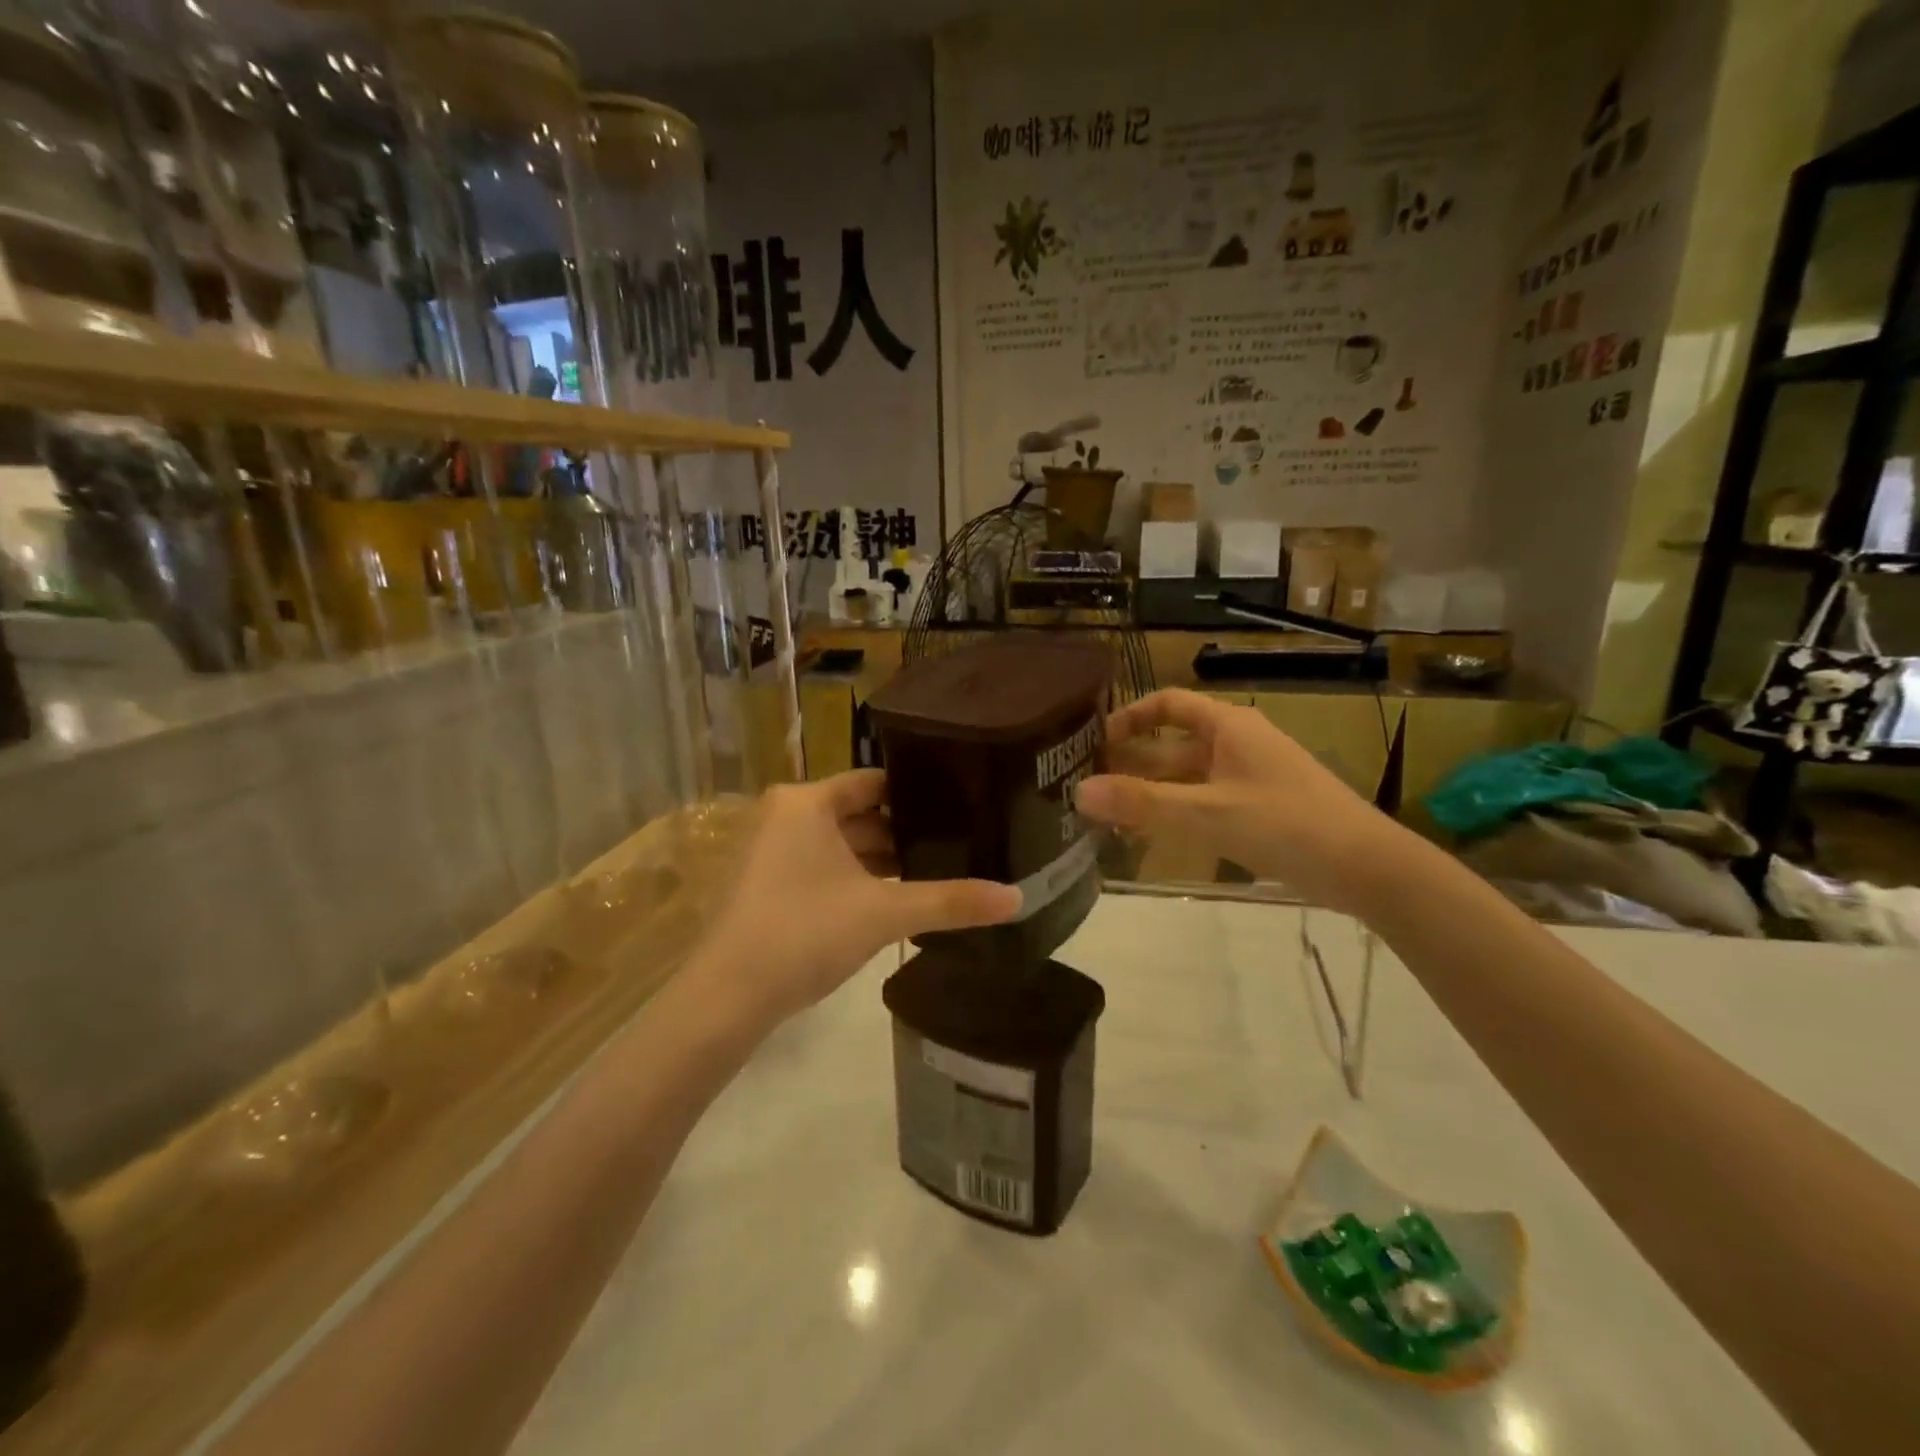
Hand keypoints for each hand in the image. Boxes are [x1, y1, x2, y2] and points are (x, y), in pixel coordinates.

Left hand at [694, 773, 1020, 1027]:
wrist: (727, 997)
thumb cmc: (805, 931)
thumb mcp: (884, 913)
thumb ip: (950, 901)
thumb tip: (1017, 898)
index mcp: (806, 802)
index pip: (874, 781)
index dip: (917, 792)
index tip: (960, 803)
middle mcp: (785, 816)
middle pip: (859, 814)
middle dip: (904, 832)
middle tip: (960, 841)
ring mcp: (772, 852)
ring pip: (842, 844)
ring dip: (882, 860)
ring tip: (938, 869)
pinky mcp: (768, 886)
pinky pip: (825, 868)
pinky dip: (857, 879)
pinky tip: (896, 899)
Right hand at [1075, 689, 1400, 913]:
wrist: (1368, 867)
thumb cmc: (1287, 824)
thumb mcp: (1208, 813)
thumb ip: (1142, 803)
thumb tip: (1078, 792)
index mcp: (1227, 726)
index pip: (1167, 704)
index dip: (1129, 717)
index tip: (1094, 742)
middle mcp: (1236, 743)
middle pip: (1171, 744)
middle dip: (1131, 764)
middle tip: (1088, 789)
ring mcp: (1248, 777)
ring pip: (1186, 777)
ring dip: (1150, 794)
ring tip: (1109, 820)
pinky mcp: (1258, 808)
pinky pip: (1204, 801)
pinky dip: (1175, 813)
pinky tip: (1152, 839)